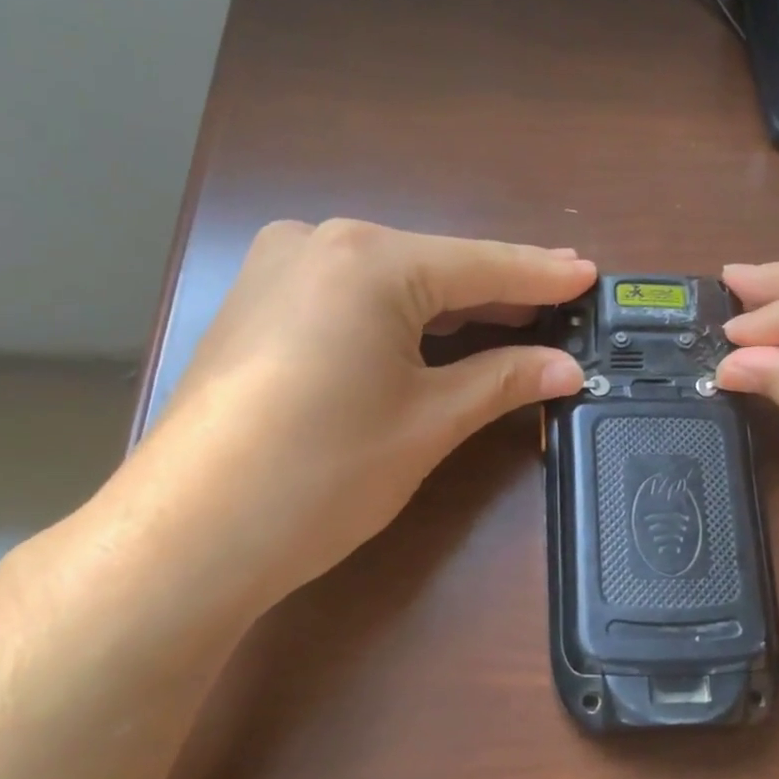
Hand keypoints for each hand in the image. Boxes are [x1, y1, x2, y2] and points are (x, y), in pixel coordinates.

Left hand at [101, 219, 593, 622]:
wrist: (187, 536)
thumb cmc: (322, 473)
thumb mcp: (428, 423)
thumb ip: (504, 380)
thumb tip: (568, 368)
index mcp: (368, 258)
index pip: (480, 265)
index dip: (541, 275)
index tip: (590, 274)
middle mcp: (318, 242)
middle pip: (433, 267)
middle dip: (498, 290)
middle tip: (560, 299)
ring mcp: (277, 270)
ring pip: (390, 281)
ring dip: (450, 305)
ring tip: (514, 314)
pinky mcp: (257, 304)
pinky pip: (350, 297)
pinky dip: (400, 316)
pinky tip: (435, 332)